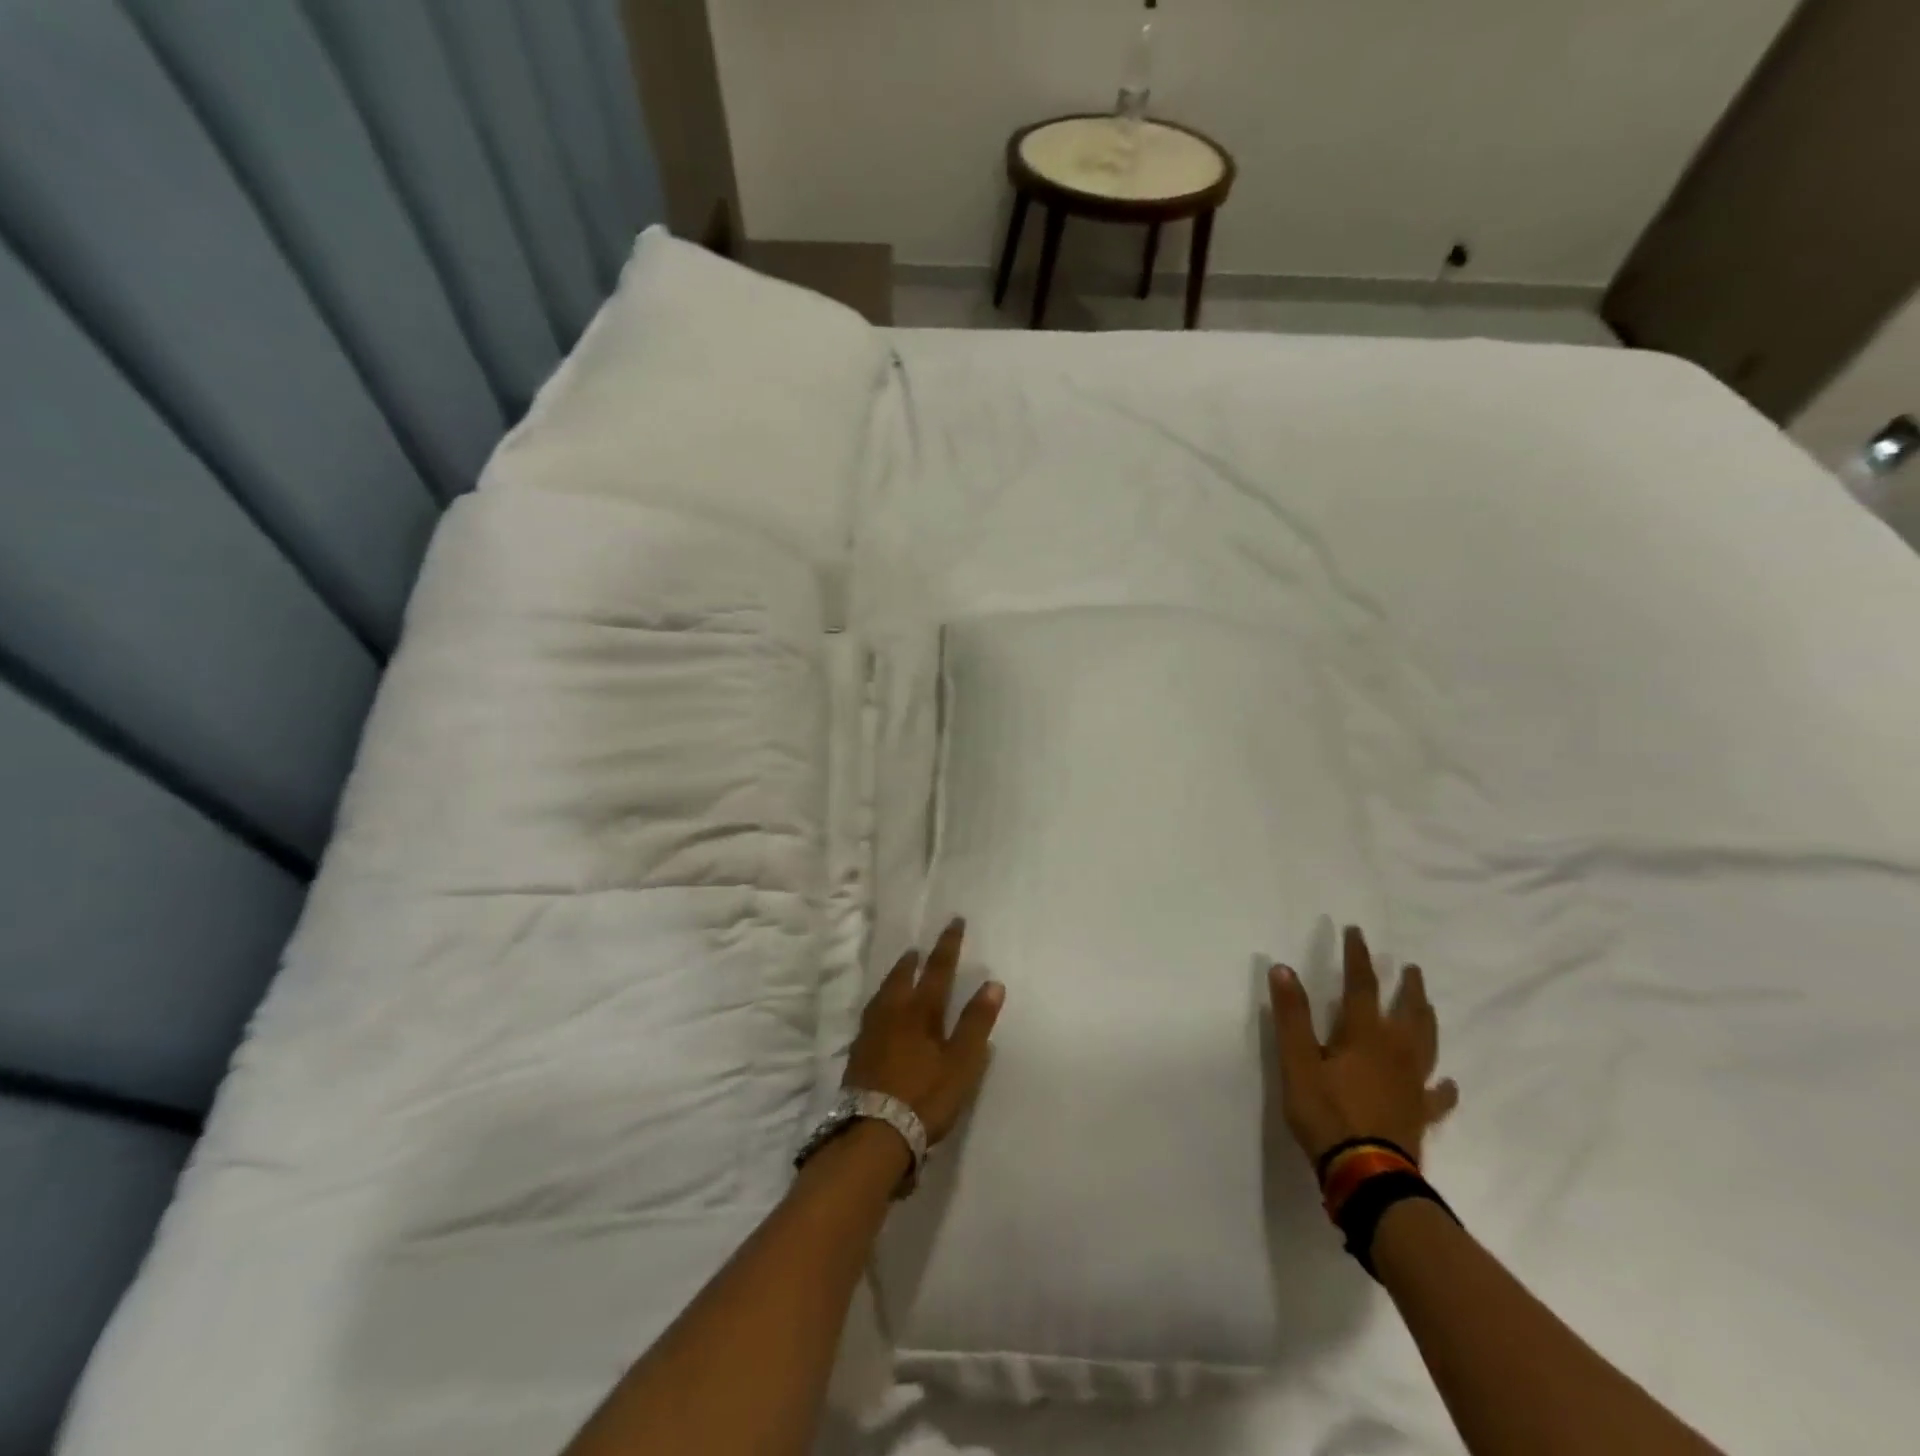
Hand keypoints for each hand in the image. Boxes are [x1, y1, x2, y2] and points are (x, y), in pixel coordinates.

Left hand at [844, 918, 1004, 1144]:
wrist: (874, 1132)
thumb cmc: (925, 1096)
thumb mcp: (961, 1062)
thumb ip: (976, 1023)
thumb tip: (993, 983)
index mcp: (920, 1011)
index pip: (938, 969)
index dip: (948, 945)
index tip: (954, 921)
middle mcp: (893, 1013)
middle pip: (903, 978)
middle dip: (913, 961)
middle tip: (917, 948)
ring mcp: (871, 1032)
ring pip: (883, 994)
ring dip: (894, 979)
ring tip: (900, 973)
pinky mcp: (859, 1053)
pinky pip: (871, 1014)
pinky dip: (881, 1003)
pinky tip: (880, 1013)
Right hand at [1269, 925, 1458, 1165]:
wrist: (1367, 1174)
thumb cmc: (1326, 1112)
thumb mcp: (1297, 1061)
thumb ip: (1292, 1015)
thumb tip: (1283, 968)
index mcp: (1364, 1035)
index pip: (1362, 985)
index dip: (1358, 957)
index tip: (1357, 932)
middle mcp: (1395, 1052)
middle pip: (1407, 1012)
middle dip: (1407, 986)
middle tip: (1410, 968)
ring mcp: (1412, 1084)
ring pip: (1427, 1044)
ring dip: (1427, 1020)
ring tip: (1428, 1006)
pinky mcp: (1419, 1113)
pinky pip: (1437, 1095)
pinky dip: (1442, 1085)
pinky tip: (1446, 1082)